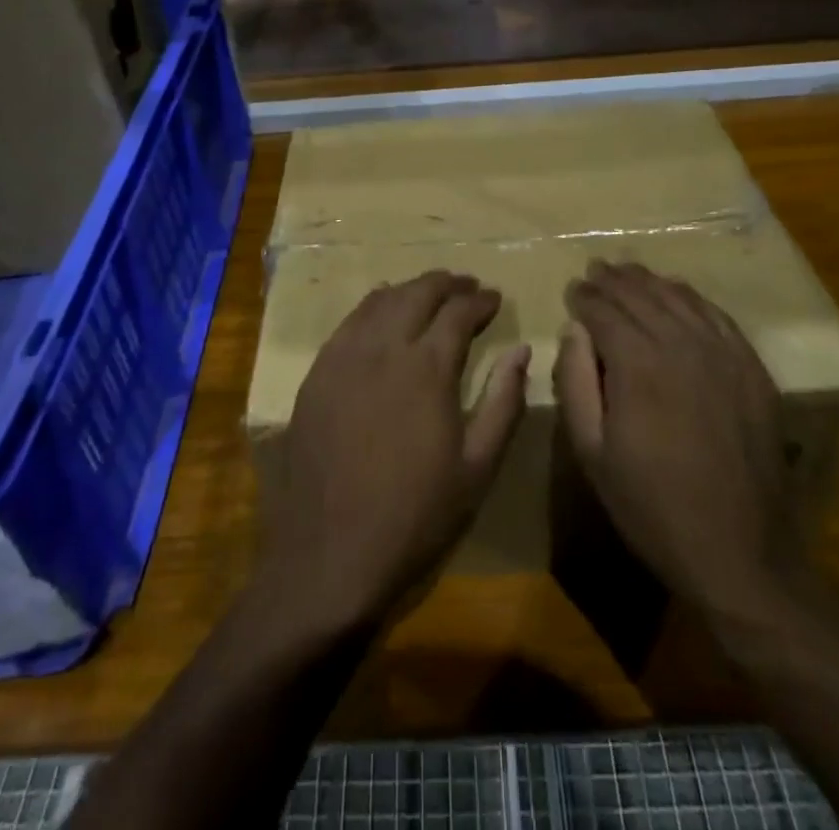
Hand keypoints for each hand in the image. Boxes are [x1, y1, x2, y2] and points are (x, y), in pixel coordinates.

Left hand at [256, 271, 529, 634]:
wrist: (331, 555)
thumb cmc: (416, 516)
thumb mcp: (477, 467)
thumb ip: (503, 401)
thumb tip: (521, 350)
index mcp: (427, 368)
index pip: (458, 312)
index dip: (481, 301)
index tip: (496, 299)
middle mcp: (384, 348)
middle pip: (418, 293)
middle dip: (447, 283)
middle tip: (468, 286)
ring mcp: (344, 357)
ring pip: (381, 300)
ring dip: (410, 290)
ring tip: (429, 294)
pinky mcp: (317, 373)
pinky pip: (349, 322)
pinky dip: (373, 307)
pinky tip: (382, 315)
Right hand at [556, 260, 802, 624]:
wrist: (740, 552)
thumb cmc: (652, 506)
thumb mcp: (592, 453)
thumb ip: (576, 383)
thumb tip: (574, 331)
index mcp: (638, 364)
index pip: (604, 311)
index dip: (585, 297)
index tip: (572, 289)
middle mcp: (681, 345)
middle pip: (641, 296)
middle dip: (613, 280)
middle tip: (595, 269)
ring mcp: (723, 354)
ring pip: (679, 298)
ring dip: (649, 281)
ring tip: (628, 271)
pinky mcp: (752, 369)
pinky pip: (717, 316)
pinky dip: (691, 297)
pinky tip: (678, 293)